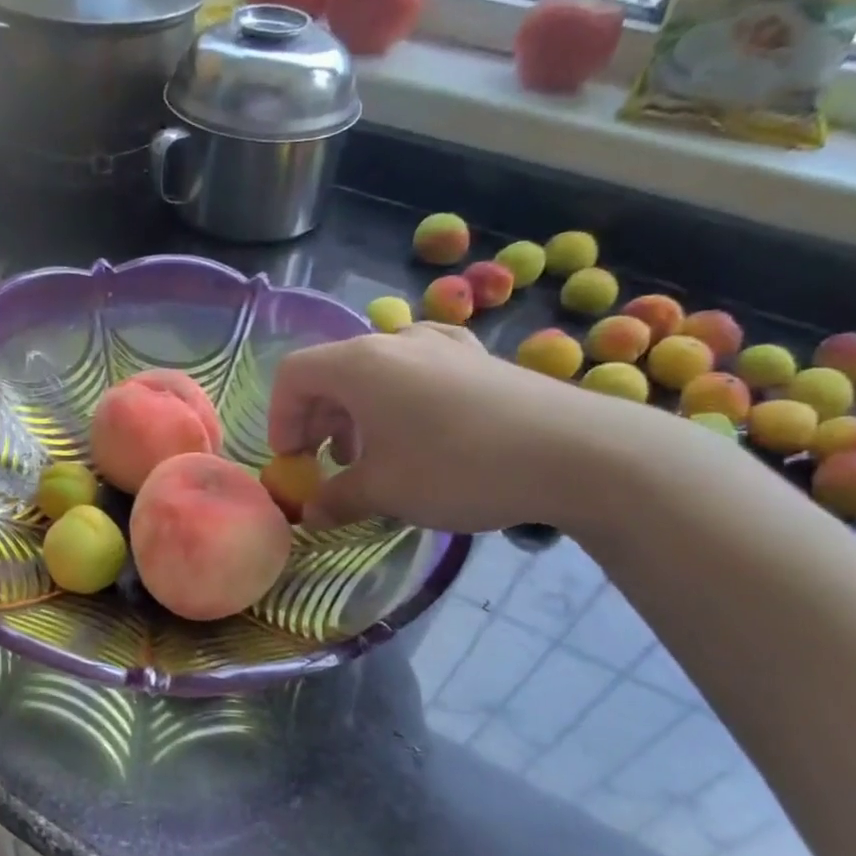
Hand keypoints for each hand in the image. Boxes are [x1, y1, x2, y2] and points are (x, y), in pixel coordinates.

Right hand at [267, 322, 606, 532]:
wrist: (575, 451)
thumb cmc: (456, 465)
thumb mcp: (385, 491)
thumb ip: (337, 499)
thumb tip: (312, 514)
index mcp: (358, 364)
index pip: (293, 375)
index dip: (280, 419)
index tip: (294, 462)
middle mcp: (394, 341)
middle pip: (332, 372)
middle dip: (318, 421)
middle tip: (326, 464)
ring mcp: (441, 344)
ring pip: (376, 373)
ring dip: (358, 415)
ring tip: (372, 457)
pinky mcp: (477, 359)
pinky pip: (418, 372)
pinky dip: (400, 402)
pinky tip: (419, 433)